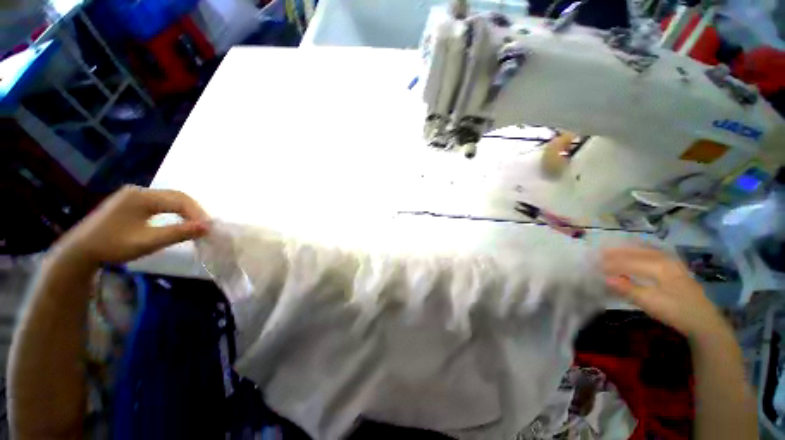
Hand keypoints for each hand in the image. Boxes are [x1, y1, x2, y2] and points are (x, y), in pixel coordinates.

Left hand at [56, 185, 210, 267]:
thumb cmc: (112, 245)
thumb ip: (178, 233)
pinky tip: (178, 222)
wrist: (80, 251)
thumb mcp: (147, 241)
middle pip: (176, 197)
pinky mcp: (131, 203)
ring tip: (196, 225)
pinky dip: (174, 212)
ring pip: (170, 200)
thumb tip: (207, 228)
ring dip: (185, 212)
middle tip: (205, 227)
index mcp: (142, 196)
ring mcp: (134, 196)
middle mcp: (139, 191)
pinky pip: (161, 204)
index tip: (209, 228)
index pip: (179, 200)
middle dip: (194, 211)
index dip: (197, 213)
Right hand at [601, 246, 726, 337]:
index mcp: (659, 266)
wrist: (704, 321)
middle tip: (599, 253)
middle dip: (617, 252)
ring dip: (628, 249)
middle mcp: (665, 259)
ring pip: (645, 250)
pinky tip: (635, 251)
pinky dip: (640, 251)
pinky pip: (653, 253)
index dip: (611, 263)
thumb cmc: (676, 311)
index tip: (594, 265)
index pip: (629, 262)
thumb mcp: (651, 303)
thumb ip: (628, 289)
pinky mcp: (675, 268)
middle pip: (637, 252)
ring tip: (613, 249)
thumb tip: (605, 279)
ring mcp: (672, 262)